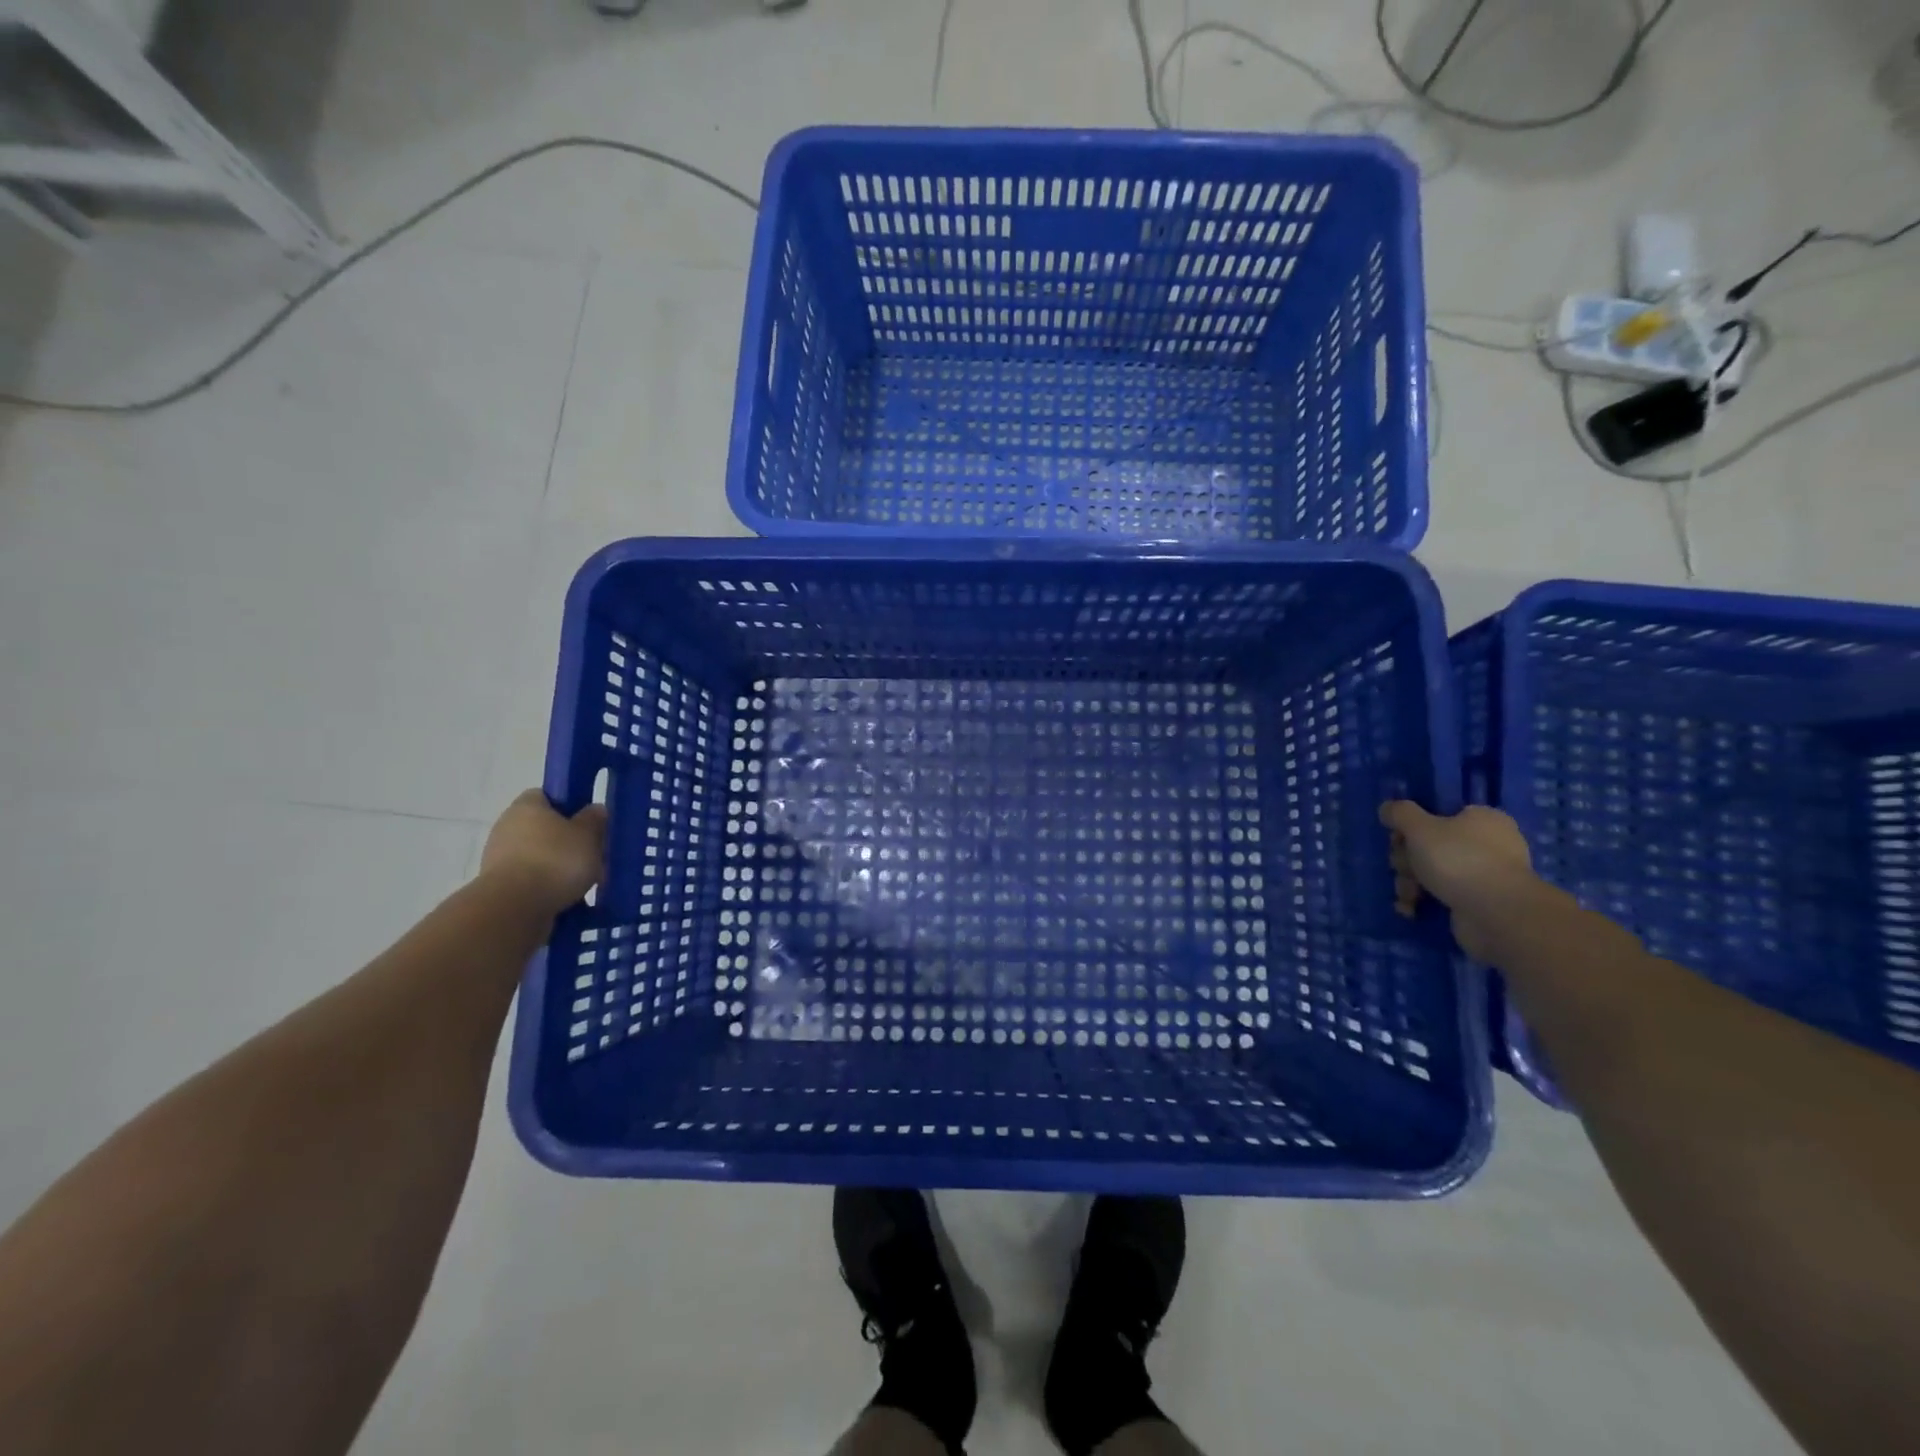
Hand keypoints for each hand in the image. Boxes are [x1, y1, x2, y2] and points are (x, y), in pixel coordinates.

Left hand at [480, 791, 607, 915]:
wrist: (514, 909)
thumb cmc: (555, 861)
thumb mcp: (589, 835)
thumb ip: (594, 820)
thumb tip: (595, 810)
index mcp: (527, 806)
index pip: (547, 796)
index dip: (569, 806)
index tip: (588, 822)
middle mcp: (507, 827)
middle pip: (544, 829)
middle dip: (567, 842)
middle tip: (592, 855)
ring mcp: (499, 859)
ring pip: (539, 857)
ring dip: (558, 868)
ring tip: (584, 884)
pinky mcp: (498, 888)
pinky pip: (531, 882)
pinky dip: (547, 889)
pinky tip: (567, 900)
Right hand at [1380, 802, 1539, 961]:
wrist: (1497, 915)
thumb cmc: (1459, 860)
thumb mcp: (1420, 827)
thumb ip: (1399, 813)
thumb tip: (1387, 808)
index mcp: (1481, 819)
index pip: (1437, 815)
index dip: (1411, 827)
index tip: (1398, 840)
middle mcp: (1487, 844)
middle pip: (1430, 845)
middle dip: (1407, 860)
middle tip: (1404, 869)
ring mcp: (1484, 875)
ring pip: (1432, 872)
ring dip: (1410, 882)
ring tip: (1408, 895)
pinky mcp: (1478, 903)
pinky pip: (1442, 895)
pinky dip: (1424, 901)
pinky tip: (1411, 909)